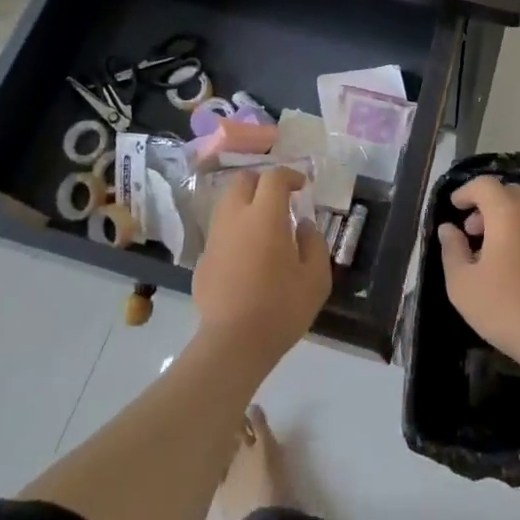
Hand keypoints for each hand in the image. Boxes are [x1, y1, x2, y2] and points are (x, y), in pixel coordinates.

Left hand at [193, 167, 330, 369]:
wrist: (233, 344)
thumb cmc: (281, 308)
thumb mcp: (316, 278)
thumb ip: (314, 243)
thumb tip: (303, 225)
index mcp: (265, 216)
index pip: (274, 177)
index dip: (290, 176)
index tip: (301, 187)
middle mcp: (235, 218)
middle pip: (242, 181)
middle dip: (261, 182)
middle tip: (278, 200)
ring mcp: (215, 238)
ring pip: (227, 204)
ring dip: (245, 205)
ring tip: (262, 226)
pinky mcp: (203, 259)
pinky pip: (220, 232)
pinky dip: (234, 231)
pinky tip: (246, 256)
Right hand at [438, 175, 519, 363]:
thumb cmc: (504, 306)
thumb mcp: (462, 282)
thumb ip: (452, 249)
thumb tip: (448, 228)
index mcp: (507, 213)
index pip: (485, 184)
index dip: (466, 191)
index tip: (454, 206)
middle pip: (509, 193)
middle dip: (487, 204)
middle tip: (472, 231)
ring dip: (506, 221)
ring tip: (491, 253)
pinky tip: (516, 269)